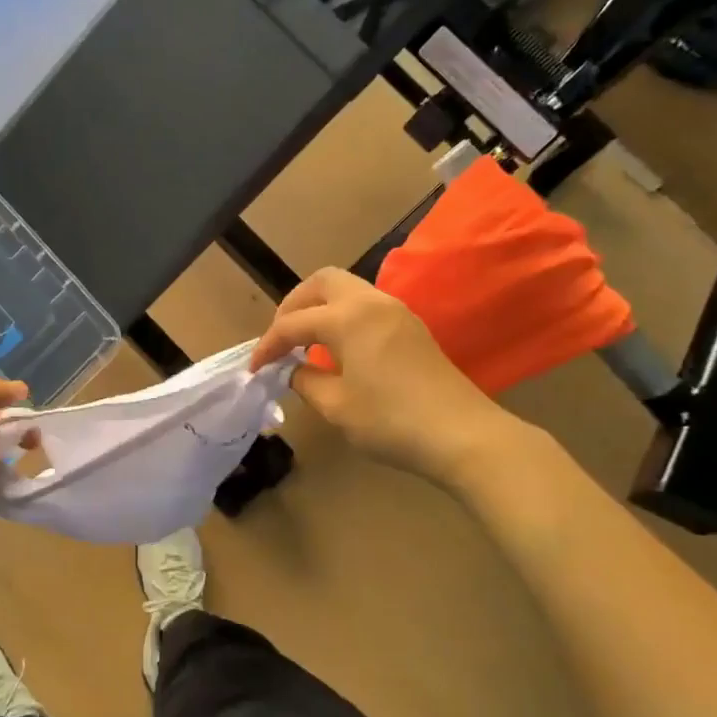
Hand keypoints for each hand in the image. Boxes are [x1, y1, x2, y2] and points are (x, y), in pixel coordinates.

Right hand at [250, 268, 511, 482]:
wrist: (462, 435)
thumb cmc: (392, 421)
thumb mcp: (337, 406)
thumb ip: (306, 381)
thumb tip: (295, 370)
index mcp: (348, 318)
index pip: (293, 323)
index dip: (269, 345)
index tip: (255, 369)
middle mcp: (371, 302)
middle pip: (321, 282)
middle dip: (293, 305)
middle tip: (281, 338)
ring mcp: (396, 311)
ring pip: (347, 289)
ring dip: (319, 307)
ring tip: (304, 342)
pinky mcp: (411, 327)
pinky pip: (365, 305)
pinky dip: (342, 316)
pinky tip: (337, 348)